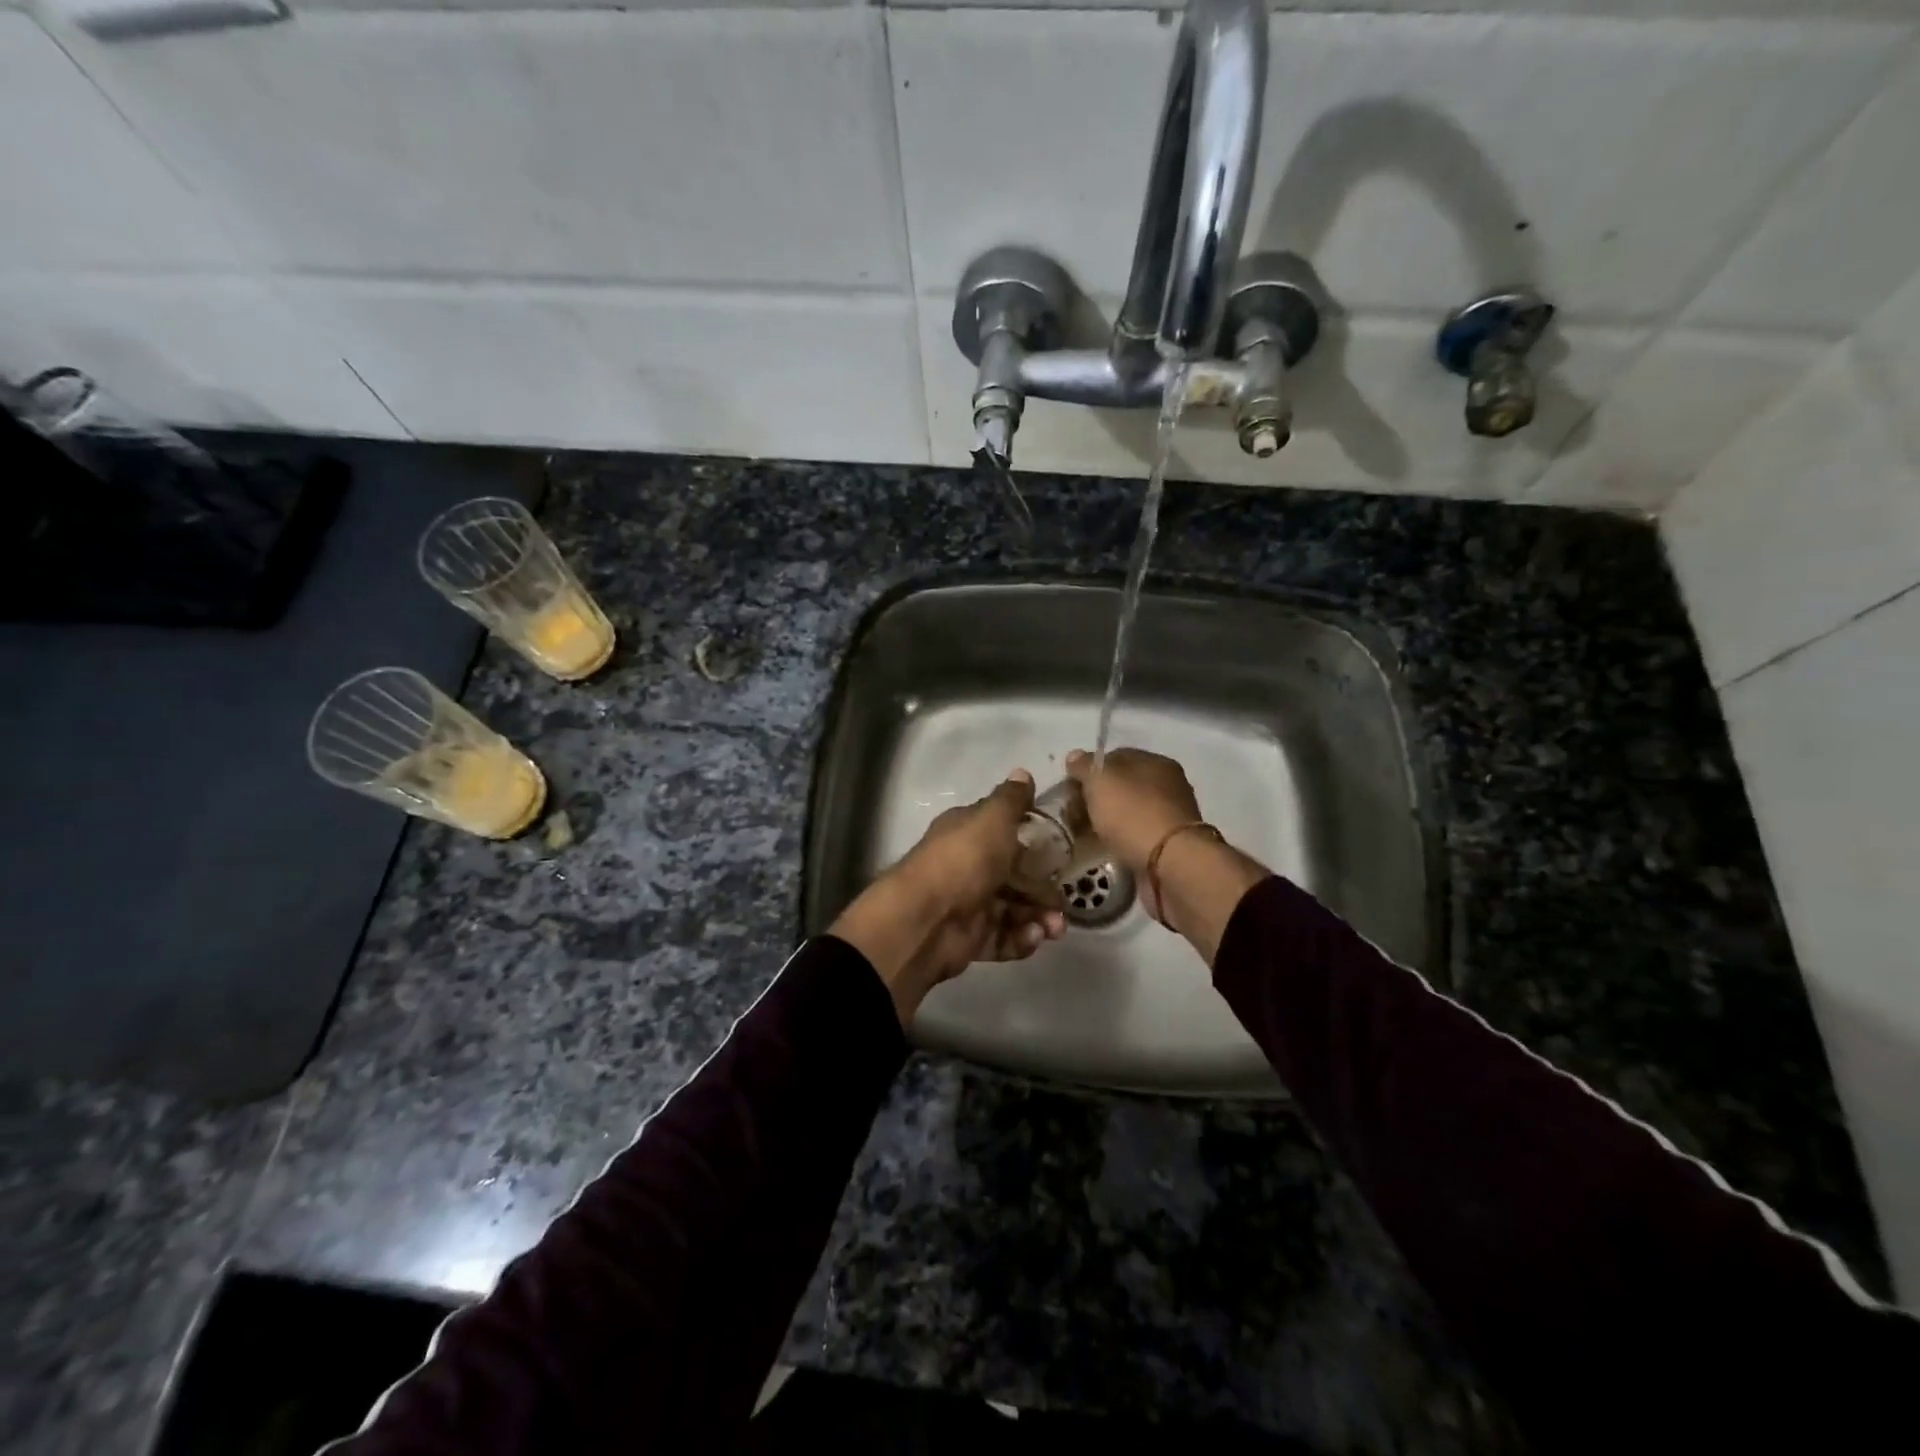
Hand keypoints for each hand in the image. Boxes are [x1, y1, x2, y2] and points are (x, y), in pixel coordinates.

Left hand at [830, 769, 1067, 1024]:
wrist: (926, 919)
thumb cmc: (964, 860)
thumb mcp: (992, 819)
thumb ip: (1011, 800)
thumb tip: (1022, 772)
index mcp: (968, 833)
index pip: (1003, 831)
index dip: (1031, 839)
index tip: (1061, 850)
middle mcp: (968, 866)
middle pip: (1014, 876)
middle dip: (1043, 890)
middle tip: (1063, 903)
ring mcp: (969, 904)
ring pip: (1013, 909)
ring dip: (1039, 917)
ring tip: (1054, 928)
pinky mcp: (970, 939)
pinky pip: (1003, 938)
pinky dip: (1021, 939)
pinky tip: (1034, 937)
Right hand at [1064, 747, 1203, 871]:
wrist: (1171, 865)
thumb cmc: (1134, 814)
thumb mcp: (1100, 782)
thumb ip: (1084, 766)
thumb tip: (1075, 757)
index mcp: (1155, 762)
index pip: (1114, 757)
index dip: (1088, 771)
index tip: (1070, 790)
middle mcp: (1167, 785)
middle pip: (1121, 786)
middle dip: (1095, 799)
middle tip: (1073, 816)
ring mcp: (1170, 816)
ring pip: (1127, 812)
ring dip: (1106, 822)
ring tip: (1084, 836)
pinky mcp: (1168, 845)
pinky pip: (1135, 836)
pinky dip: (1119, 840)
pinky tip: (1105, 849)